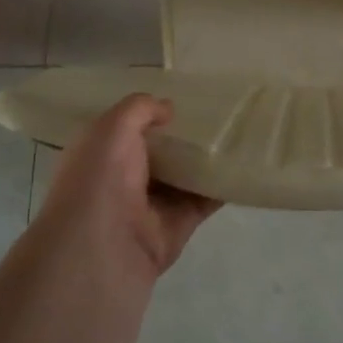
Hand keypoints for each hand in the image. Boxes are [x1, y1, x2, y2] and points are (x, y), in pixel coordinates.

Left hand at [31, 94, 219, 278]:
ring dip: (206, 159)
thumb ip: (140, 109)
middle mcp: (124, 179)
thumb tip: (168, 109)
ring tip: (237, 132)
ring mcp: (153, 204)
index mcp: (101, 154)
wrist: (104, 245)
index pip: (127, 129)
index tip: (181, 96)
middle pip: (160, 152)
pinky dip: (222, 187)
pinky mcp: (179, 224)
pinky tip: (242, 165)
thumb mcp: (112, 127)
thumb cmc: (100, 178)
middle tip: (217, 111)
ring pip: (185, 176)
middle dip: (183, 135)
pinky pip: (205, 200)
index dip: (150, 113)